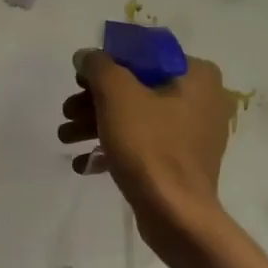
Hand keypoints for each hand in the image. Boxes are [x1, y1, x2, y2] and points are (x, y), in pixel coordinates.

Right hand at [58, 50, 231, 248]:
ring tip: (66, 139)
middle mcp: (201, 98)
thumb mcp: (116, 95)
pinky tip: (84, 163)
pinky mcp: (181, 161)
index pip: (143, 55)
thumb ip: (98, 66)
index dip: (105, 64)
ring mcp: (193, 133)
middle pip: (135, 87)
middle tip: (67, 113)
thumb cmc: (149, 146)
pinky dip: (113, 148)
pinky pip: (143, 144)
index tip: (79, 81)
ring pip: (135, 117)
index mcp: (196, 75)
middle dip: (94, 100)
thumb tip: (86, 56)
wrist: (175, 212)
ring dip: (96, 124)